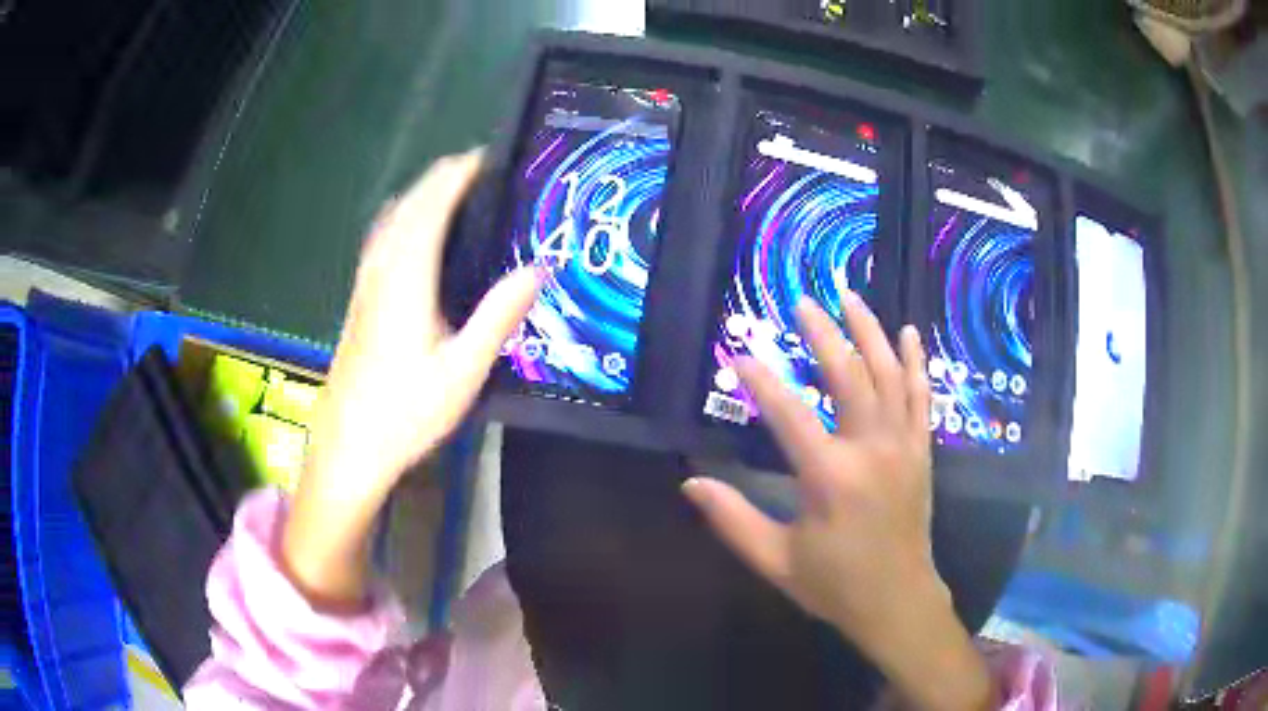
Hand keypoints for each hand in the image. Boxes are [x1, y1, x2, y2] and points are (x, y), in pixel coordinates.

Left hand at [282, 150, 540, 605]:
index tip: (490, 157)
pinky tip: (415, 235)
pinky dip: (404, 218)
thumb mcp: (463, 370)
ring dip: (422, 194)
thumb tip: (537, 268)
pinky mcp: (359, 301)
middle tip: (484, 170)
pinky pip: (382, 239)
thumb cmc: (405, 412)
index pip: (433, 204)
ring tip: (456, 191)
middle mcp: (381, 269)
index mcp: (407, 276)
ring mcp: (365, 284)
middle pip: (409, 203)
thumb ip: (499, 315)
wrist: (348, 447)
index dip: (459, 173)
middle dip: (443, 176)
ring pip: (392, 219)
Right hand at [683, 292, 994, 710]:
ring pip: (889, 375)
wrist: (898, 601)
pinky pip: (922, 397)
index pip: (788, 414)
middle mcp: (871, 450)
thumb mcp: (776, 560)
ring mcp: (903, 446)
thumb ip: (733, 520)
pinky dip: (915, 363)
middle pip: (848, 377)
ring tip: (850, 297)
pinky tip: (909, 334)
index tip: (738, 353)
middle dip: (823, 334)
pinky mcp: (921, 451)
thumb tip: (690, 483)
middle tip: (802, 302)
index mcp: (830, 478)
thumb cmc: (834, 585)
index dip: (761, 380)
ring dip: (870, 332)